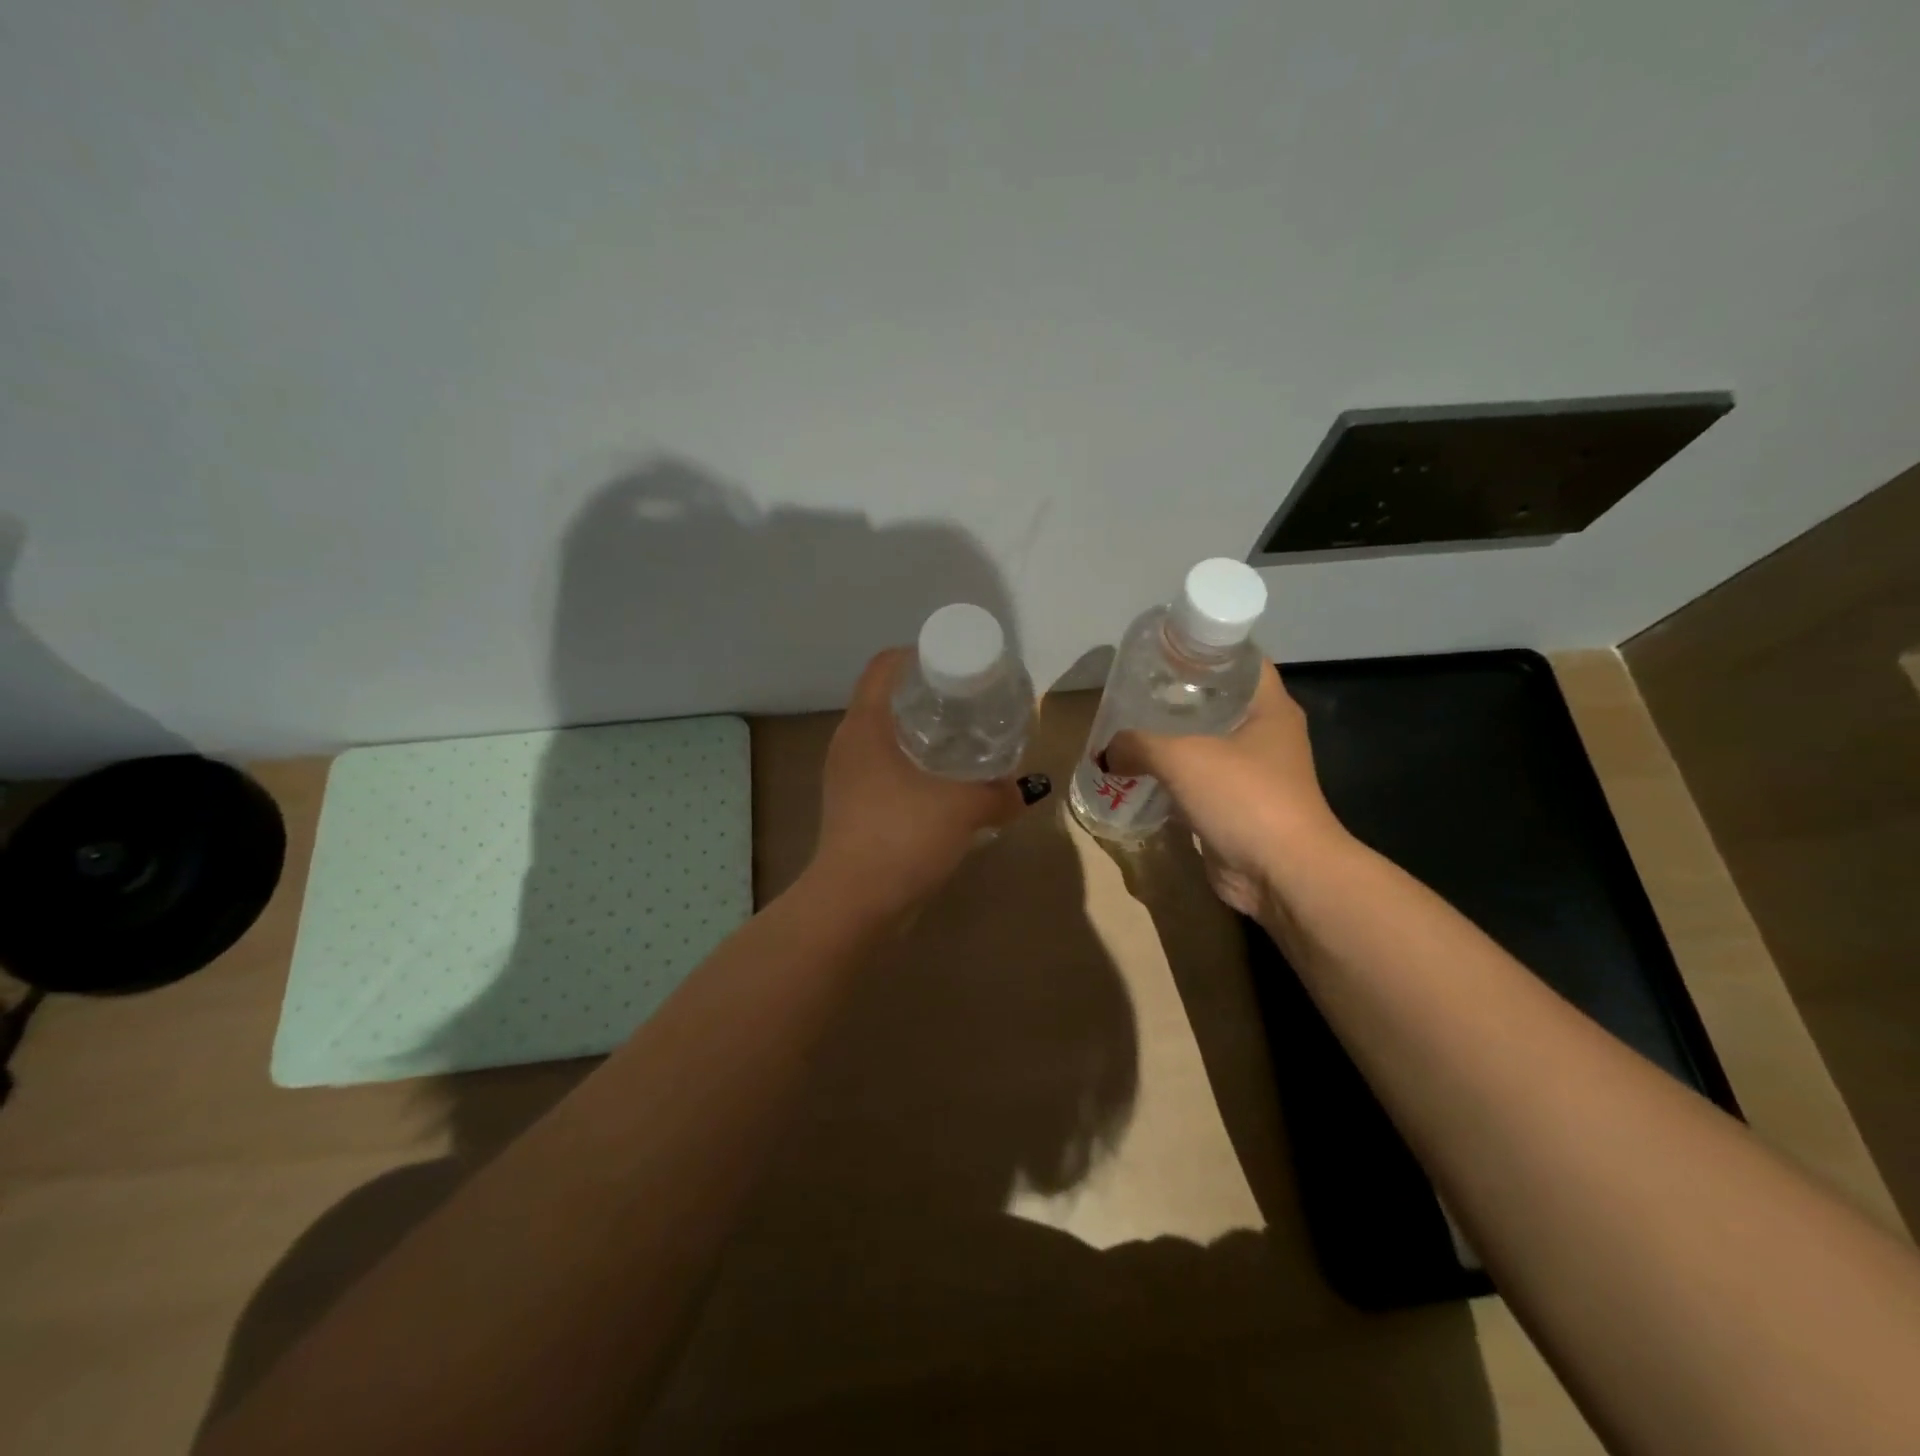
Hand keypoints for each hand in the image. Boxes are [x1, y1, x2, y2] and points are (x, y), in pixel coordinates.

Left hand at [808, 648, 1024, 916]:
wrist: (854, 903)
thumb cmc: (902, 837)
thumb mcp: (962, 808)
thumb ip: (999, 794)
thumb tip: (1027, 791)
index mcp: (865, 726)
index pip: (883, 667)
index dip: (916, 655)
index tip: (953, 662)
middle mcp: (849, 744)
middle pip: (885, 700)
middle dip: (925, 696)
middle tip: (967, 701)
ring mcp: (846, 778)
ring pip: (884, 739)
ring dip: (918, 735)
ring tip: (961, 740)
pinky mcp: (851, 808)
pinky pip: (883, 771)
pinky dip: (911, 768)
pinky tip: (943, 785)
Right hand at [1105, 661, 1346, 915]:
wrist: (1282, 873)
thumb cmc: (1243, 797)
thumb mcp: (1181, 757)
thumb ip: (1137, 744)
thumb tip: (1106, 753)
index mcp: (1269, 708)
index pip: (1240, 661)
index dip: (1204, 650)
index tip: (1164, 650)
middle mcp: (1266, 735)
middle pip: (1218, 702)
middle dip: (1177, 697)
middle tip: (1134, 691)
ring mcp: (1254, 774)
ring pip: (1206, 745)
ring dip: (1172, 741)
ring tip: (1128, 730)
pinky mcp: (1237, 808)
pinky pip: (1199, 783)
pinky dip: (1172, 780)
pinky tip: (1139, 776)